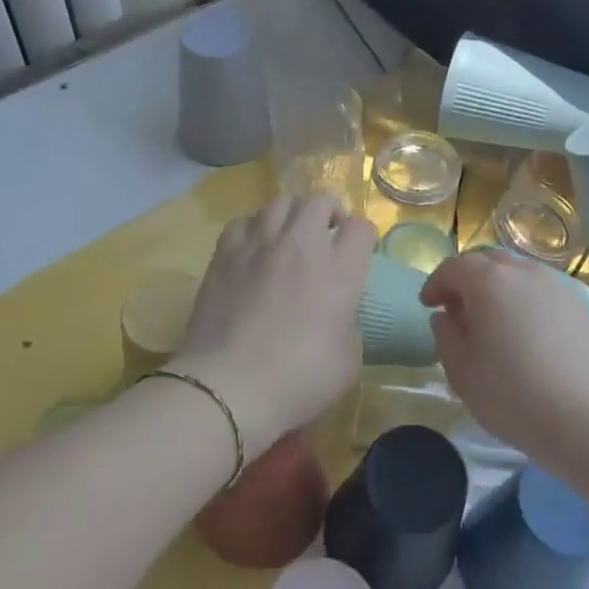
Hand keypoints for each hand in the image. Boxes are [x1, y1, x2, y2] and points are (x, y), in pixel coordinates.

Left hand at [169, 194, 376, 451]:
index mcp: (339, 272)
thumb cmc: (297, 381)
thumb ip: (349, 324)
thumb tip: (337, 313)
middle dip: (328, 213)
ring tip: (289, 237)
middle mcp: (301, 247)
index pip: (360, 228)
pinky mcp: (224, 254)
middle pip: (319, 200)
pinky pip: (244, 221)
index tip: (359, 254)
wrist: (228, 388)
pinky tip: (254, 249)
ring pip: (280, 202)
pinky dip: (255, 228)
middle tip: (326, 236)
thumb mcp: (347, 361)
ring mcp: (259, 245)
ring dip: (292, 215)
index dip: (364, 238)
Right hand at [421, 250, 588, 466]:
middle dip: (468, 280)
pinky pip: (543, 292)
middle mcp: (525, 272)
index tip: (427, 305)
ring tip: (493, 322)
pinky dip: (526, 301)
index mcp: (489, 281)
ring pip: (519, 274)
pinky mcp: (582, 307)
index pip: (453, 267)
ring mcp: (558, 287)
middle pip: (488, 262)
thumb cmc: (514, 395)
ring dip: (499, 288)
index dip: (436, 284)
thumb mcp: (462, 371)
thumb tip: (446, 315)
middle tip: (458, 309)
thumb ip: (446, 335)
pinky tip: (526, 334)